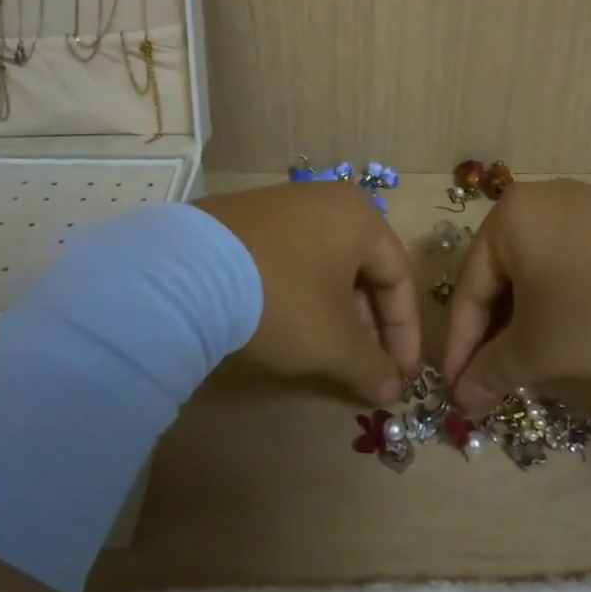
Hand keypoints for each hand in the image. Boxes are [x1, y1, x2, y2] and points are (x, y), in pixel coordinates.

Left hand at [197, 182, 421, 403]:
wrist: (186, 274)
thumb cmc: (282, 299)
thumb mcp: (333, 342)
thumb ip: (371, 367)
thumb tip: (392, 390)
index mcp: (360, 218)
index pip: (399, 276)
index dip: (404, 330)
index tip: (399, 374)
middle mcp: (325, 201)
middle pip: (362, 268)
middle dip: (368, 324)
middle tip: (365, 366)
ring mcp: (281, 205)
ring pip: (324, 264)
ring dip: (335, 311)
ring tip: (327, 351)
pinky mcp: (243, 218)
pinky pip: (289, 257)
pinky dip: (299, 293)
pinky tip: (286, 323)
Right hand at [441, 179, 590, 414]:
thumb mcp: (543, 348)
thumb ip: (494, 372)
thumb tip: (464, 399)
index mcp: (509, 217)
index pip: (469, 288)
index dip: (460, 347)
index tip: (458, 393)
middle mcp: (541, 199)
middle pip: (502, 275)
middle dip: (496, 334)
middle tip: (494, 382)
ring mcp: (585, 204)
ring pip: (538, 269)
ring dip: (529, 320)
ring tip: (532, 363)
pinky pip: (571, 260)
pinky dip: (562, 299)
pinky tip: (575, 332)